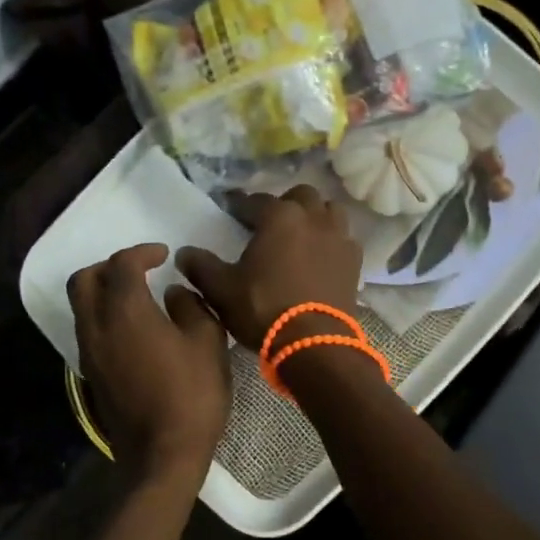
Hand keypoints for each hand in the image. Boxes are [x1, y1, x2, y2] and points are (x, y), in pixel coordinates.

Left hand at [68, 244, 230, 488]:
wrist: (162, 454)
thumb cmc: (192, 394)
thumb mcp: (207, 341)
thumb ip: (191, 306)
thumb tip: (173, 293)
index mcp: (126, 311)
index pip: (122, 264)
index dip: (142, 252)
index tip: (164, 256)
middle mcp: (98, 326)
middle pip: (84, 280)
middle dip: (109, 266)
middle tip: (139, 269)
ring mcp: (89, 353)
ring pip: (82, 306)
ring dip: (102, 291)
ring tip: (136, 296)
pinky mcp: (90, 375)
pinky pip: (88, 330)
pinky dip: (104, 316)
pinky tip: (133, 329)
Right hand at [176, 186, 363, 350]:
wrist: (315, 343)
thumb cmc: (264, 309)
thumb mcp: (222, 290)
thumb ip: (201, 267)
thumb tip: (184, 253)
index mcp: (279, 217)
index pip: (255, 201)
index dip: (240, 205)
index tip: (230, 211)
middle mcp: (313, 217)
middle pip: (300, 196)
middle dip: (283, 204)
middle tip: (268, 224)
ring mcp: (339, 237)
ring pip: (328, 211)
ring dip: (313, 217)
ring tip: (299, 235)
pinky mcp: (354, 261)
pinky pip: (343, 238)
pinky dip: (330, 240)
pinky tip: (319, 256)